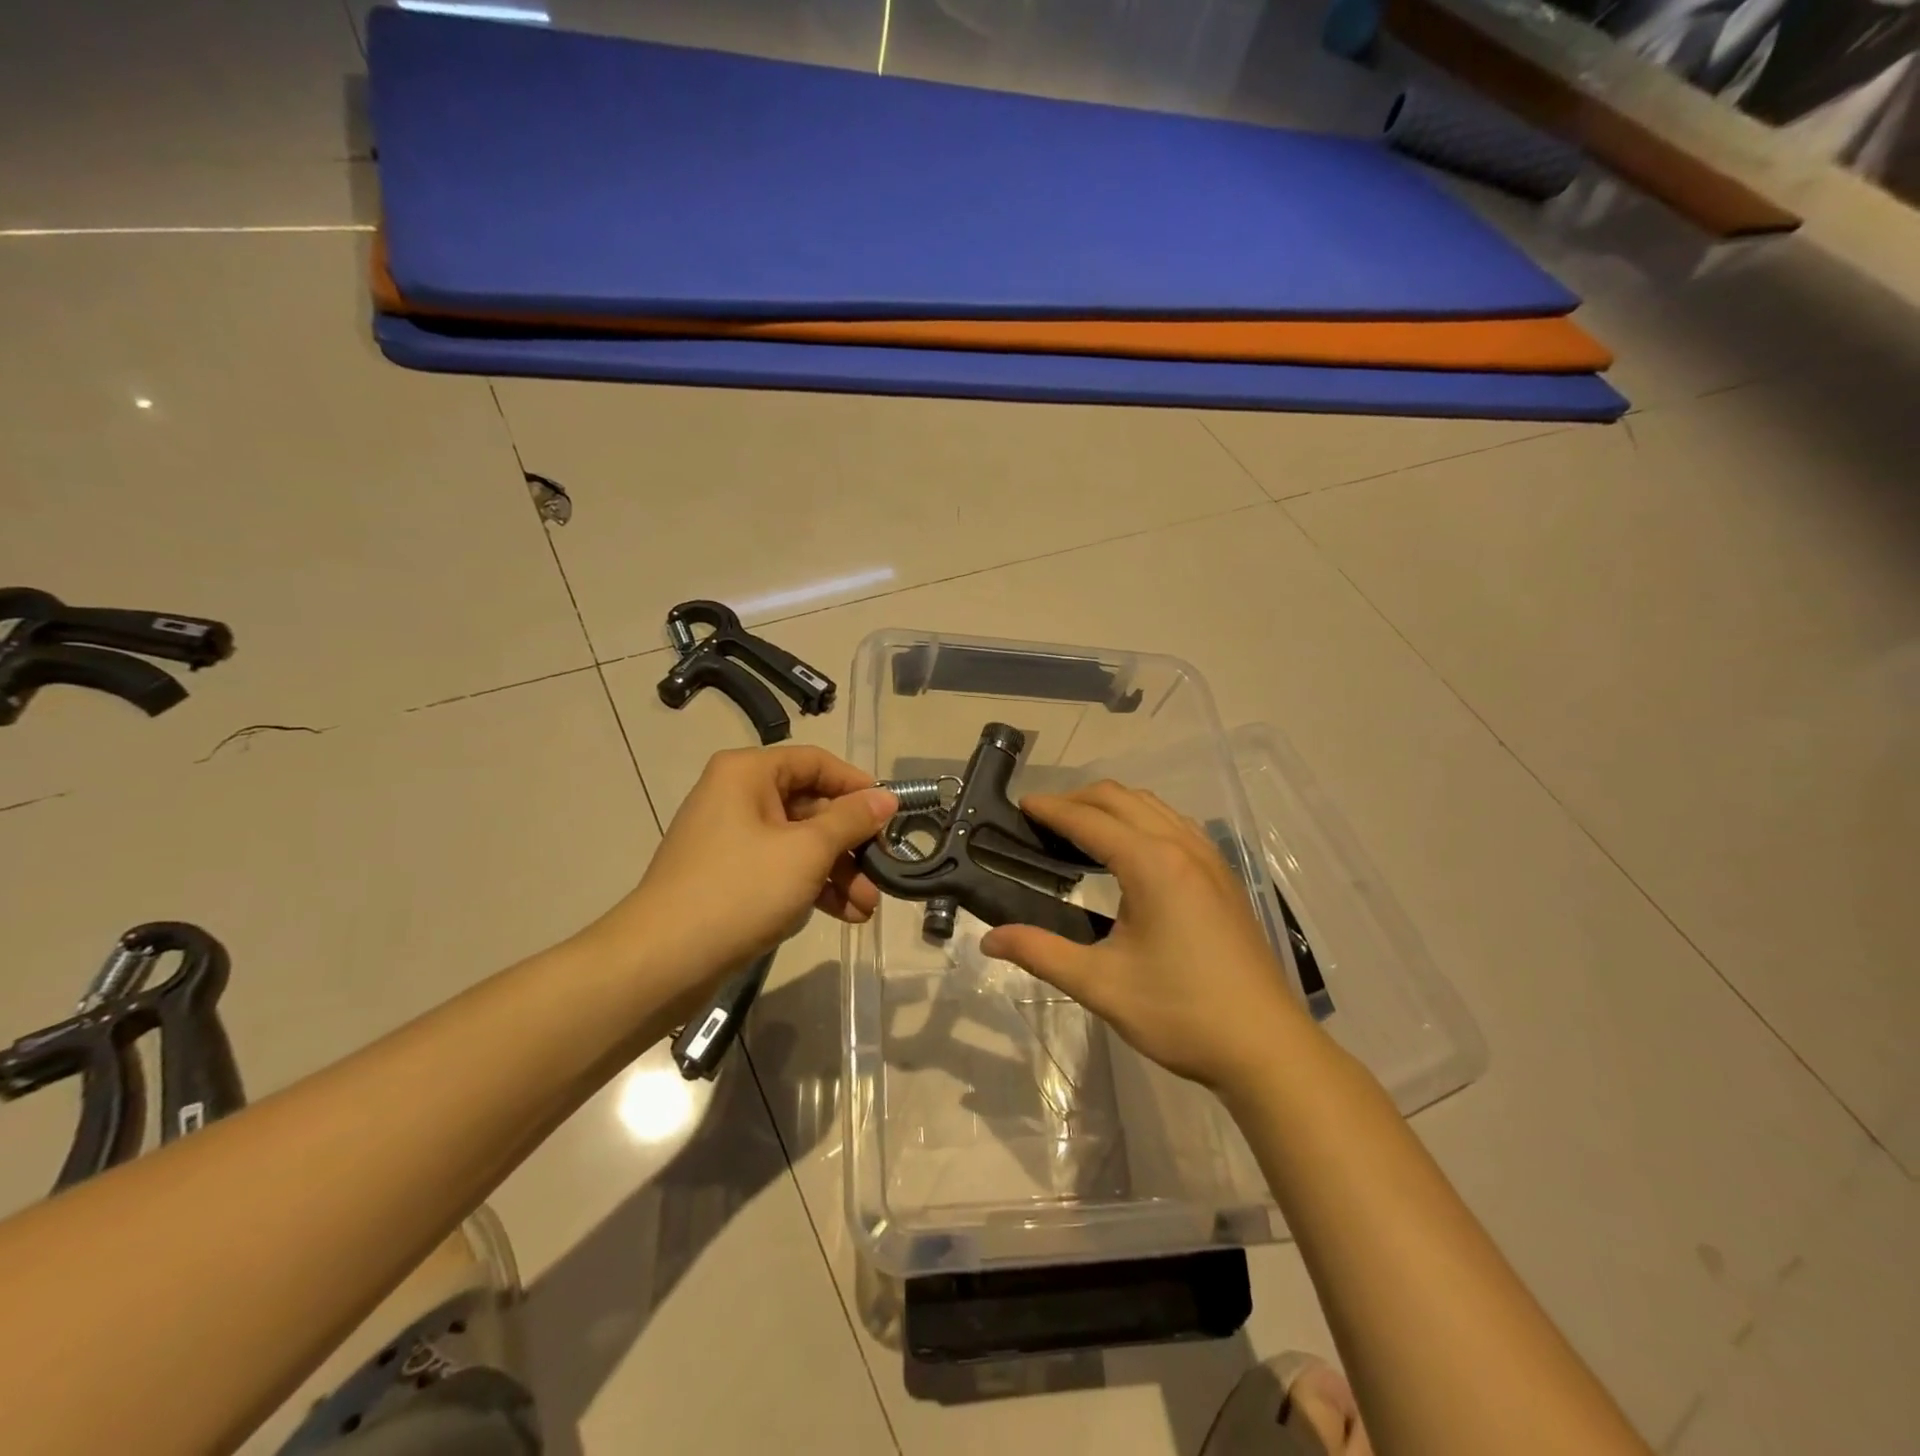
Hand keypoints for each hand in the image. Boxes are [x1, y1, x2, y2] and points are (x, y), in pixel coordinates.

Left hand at [599, 746, 897, 1004]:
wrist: (662, 961)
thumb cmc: (740, 890)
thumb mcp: (807, 851)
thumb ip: (851, 820)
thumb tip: (887, 797)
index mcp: (748, 773)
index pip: (816, 763)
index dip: (857, 785)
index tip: (892, 814)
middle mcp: (738, 796)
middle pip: (811, 806)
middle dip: (851, 844)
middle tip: (883, 871)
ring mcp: (732, 838)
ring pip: (800, 843)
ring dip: (838, 872)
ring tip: (868, 908)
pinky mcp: (730, 876)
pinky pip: (782, 869)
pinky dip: (813, 887)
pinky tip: (845, 915)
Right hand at [980, 782, 1307, 1091]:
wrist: (1266, 1047)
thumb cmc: (1180, 1013)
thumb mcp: (1101, 985)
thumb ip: (1041, 952)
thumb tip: (989, 938)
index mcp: (1151, 864)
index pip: (1089, 820)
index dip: (1050, 809)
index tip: (1019, 806)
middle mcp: (1182, 847)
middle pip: (1121, 799)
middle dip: (1077, 799)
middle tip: (1041, 819)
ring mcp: (1209, 858)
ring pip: (1152, 806)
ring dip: (1111, 806)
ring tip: (1079, 829)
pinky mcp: (1223, 876)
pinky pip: (1175, 824)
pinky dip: (1142, 819)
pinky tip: (1131, 850)